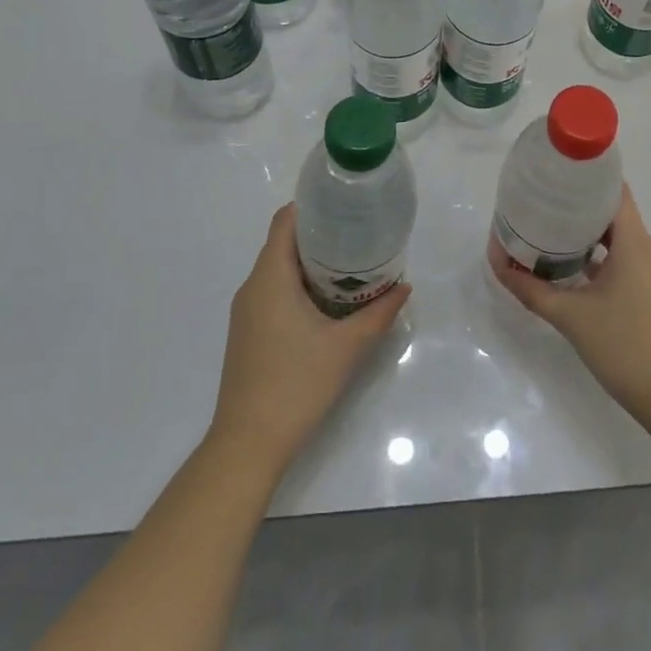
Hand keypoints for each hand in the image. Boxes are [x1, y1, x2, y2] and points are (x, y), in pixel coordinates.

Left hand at [206, 203, 409, 475]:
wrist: (247, 445)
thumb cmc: (296, 385)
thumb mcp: (347, 347)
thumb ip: (378, 313)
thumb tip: (403, 287)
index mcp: (270, 278)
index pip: (285, 221)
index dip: (313, 206)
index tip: (345, 207)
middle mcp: (252, 287)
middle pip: (284, 243)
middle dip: (321, 235)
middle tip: (360, 236)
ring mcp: (246, 312)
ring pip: (279, 270)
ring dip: (311, 263)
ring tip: (351, 266)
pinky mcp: (248, 333)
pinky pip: (273, 292)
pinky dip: (299, 286)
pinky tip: (328, 303)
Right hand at [490, 182, 650, 418]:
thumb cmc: (624, 347)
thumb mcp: (570, 317)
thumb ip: (532, 290)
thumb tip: (499, 266)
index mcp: (634, 244)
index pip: (615, 192)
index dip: (589, 178)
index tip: (558, 175)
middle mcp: (649, 250)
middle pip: (615, 214)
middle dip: (580, 207)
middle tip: (544, 204)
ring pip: (620, 240)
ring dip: (590, 235)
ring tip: (553, 234)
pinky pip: (626, 261)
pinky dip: (602, 258)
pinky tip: (576, 271)